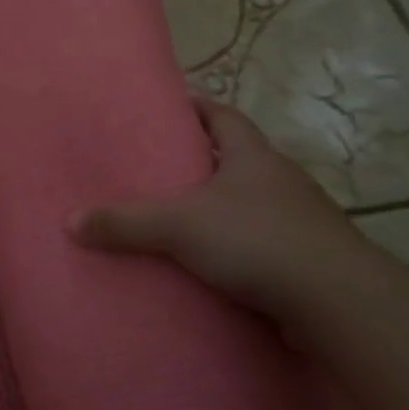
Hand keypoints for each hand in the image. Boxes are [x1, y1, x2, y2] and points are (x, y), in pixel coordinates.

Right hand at [69, 93, 372, 318]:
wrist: (337, 302)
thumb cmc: (257, 240)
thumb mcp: (179, 226)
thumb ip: (125, 223)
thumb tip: (70, 221)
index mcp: (253, 155)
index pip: (223, 116)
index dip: (197, 107)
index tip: (168, 107)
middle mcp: (280, 179)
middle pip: (236, 158)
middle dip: (202, 160)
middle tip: (158, 167)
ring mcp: (298, 219)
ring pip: (250, 202)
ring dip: (220, 206)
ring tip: (178, 217)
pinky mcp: (305, 257)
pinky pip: (261, 241)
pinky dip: (236, 245)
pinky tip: (211, 263)